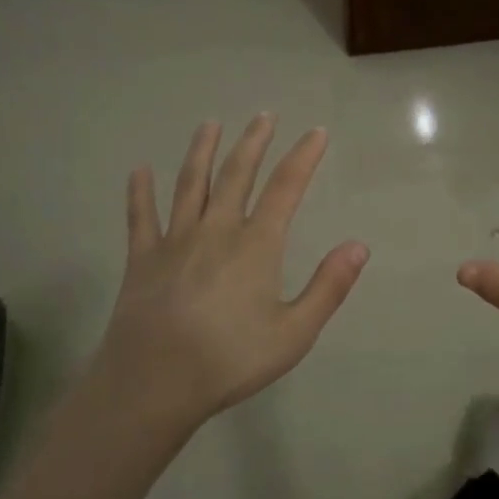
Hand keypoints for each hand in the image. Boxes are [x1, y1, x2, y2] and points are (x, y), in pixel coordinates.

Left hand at [90, 115, 368, 428]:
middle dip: (254, 142)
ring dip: (202, 151)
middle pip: (237, 174)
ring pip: (191, 184)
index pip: (286, 188)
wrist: (153, 383)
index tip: (317, 132)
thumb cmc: (230, 360)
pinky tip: (139, 171)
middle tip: (264, 115)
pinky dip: (140, 192)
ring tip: (210, 124)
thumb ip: (328, 287)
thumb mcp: (294, 333)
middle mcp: (217, 230)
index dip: (304, 157)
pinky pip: (141, 217)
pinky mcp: (142, 259)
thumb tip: (359, 245)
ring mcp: (175, 241)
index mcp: (256, 245)